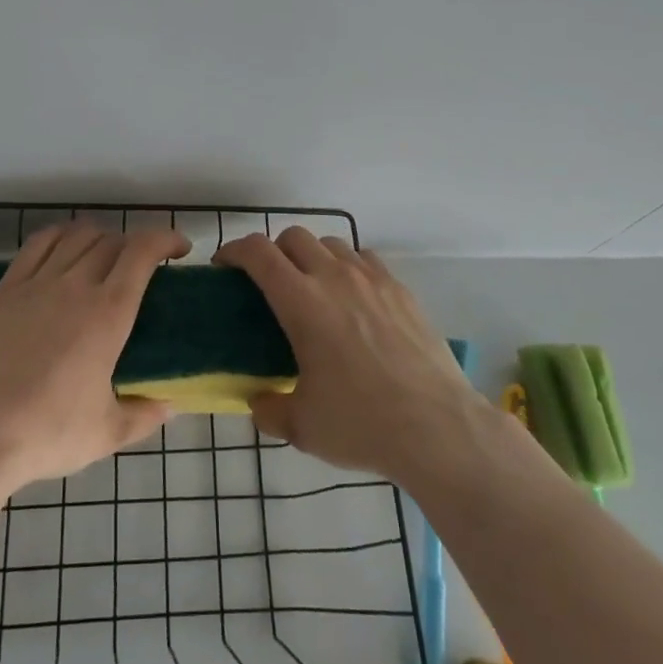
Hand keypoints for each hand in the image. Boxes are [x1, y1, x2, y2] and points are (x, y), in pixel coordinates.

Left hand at [0, 223, 183, 492]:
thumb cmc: (48, 433)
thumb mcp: (106, 433)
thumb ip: (144, 415)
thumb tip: (169, 406)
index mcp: (108, 313)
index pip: (142, 252)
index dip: (165, 239)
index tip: (180, 249)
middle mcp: (76, 285)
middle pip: (112, 241)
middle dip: (135, 245)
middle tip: (143, 267)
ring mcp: (37, 283)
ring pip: (77, 236)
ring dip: (101, 237)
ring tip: (106, 255)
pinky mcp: (6, 290)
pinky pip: (38, 244)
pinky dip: (60, 236)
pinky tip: (65, 248)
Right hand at [214, 229, 486, 484]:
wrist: (438, 427)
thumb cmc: (362, 424)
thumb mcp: (303, 427)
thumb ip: (270, 410)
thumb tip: (258, 403)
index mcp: (301, 302)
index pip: (258, 253)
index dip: (235, 250)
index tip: (225, 265)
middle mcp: (334, 277)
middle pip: (293, 236)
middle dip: (273, 251)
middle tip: (268, 282)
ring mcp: (372, 279)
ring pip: (331, 242)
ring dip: (312, 255)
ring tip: (312, 287)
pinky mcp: (400, 289)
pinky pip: (365, 259)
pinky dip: (348, 266)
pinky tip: (353, 297)